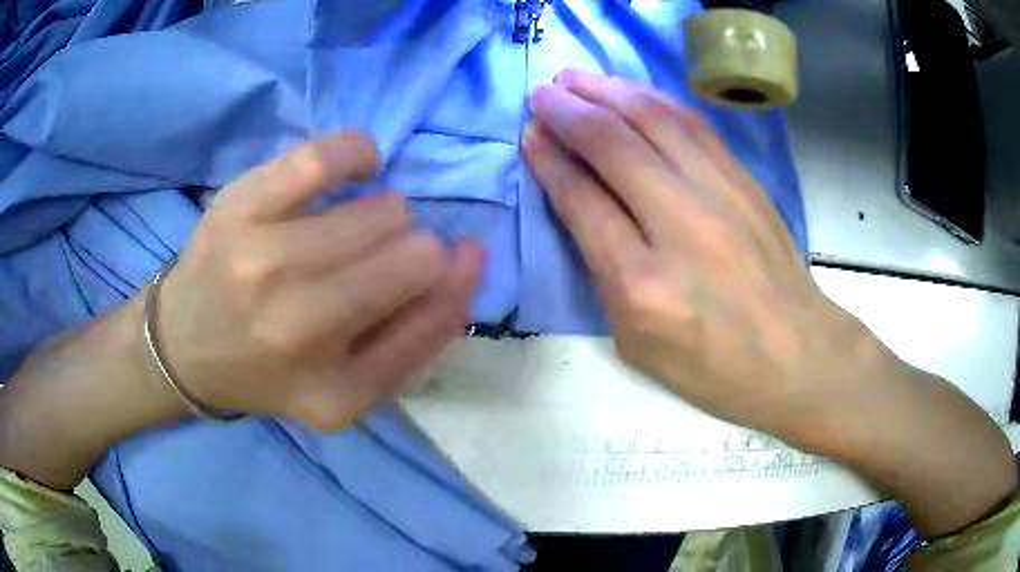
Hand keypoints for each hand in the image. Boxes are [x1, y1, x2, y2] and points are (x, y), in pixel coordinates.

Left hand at [158, 133, 481, 430]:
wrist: (181, 348)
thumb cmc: (266, 370)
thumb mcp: (342, 390)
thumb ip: (409, 342)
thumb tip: (465, 264)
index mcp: (335, 390)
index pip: (434, 322)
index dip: (460, 283)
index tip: (465, 258)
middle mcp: (300, 329)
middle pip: (414, 257)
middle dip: (416, 252)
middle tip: (381, 258)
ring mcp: (264, 263)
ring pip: (382, 211)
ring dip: (387, 216)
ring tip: (357, 225)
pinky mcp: (239, 208)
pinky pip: (324, 158)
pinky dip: (358, 153)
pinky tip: (360, 166)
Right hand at [524, 69, 1014, 537]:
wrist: (798, 356)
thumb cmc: (713, 368)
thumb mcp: (637, 344)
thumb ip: (604, 273)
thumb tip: (580, 203)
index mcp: (643, 285)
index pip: (583, 200)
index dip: (550, 159)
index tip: (530, 134)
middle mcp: (681, 226)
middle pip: (615, 146)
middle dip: (569, 111)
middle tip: (542, 92)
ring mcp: (722, 196)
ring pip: (655, 121)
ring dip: (609, 91)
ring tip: (576, 78)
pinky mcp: (747, 183)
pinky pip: (694, 125)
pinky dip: (655, 100)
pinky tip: (632, 91)